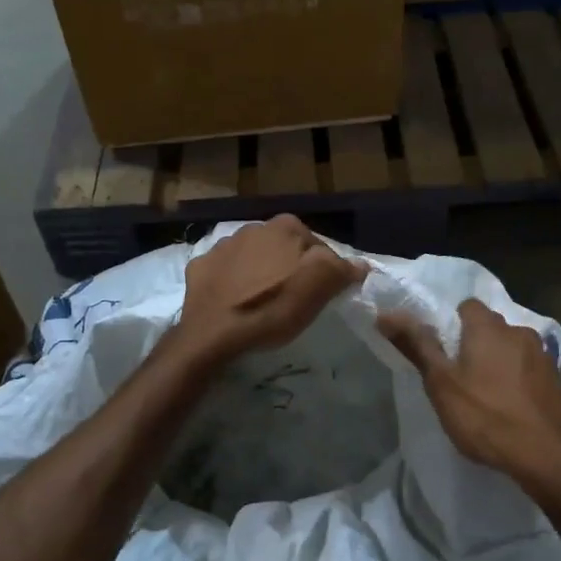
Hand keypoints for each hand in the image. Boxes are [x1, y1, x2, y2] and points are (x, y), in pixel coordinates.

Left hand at [177, 216, 365, 364]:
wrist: (213, 333)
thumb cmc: (272, 308)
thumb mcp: (319, 289)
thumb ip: (342, 269)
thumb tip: (360, 264)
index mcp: (286, 227)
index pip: (318, 246)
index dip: (324, 271)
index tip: (321, 294)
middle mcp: (253, 227)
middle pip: (283, 249)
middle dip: (289, 267)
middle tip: (293, 299)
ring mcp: (222, 245)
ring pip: (252, 257)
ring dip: (259, 272)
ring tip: (262, 302)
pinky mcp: (200, 266)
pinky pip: (224, 271)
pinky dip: (231, 282)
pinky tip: (234, 302)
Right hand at [379, 298, 560, 490]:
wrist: (549, 458)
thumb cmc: (486, 417)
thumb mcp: (441, 384)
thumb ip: (416, 345)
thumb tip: (386, 313)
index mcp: (489, 328)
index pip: (466, 306)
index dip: (451, 324)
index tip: (442, 351)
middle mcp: (521, 332)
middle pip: (492, 328)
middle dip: (477, 345)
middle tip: (461, 377)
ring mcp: (546, 357)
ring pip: (515, 350)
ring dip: (502, 364)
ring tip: (490, 397)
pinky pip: (534, 374)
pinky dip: (524, 384)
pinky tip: (517, 411)